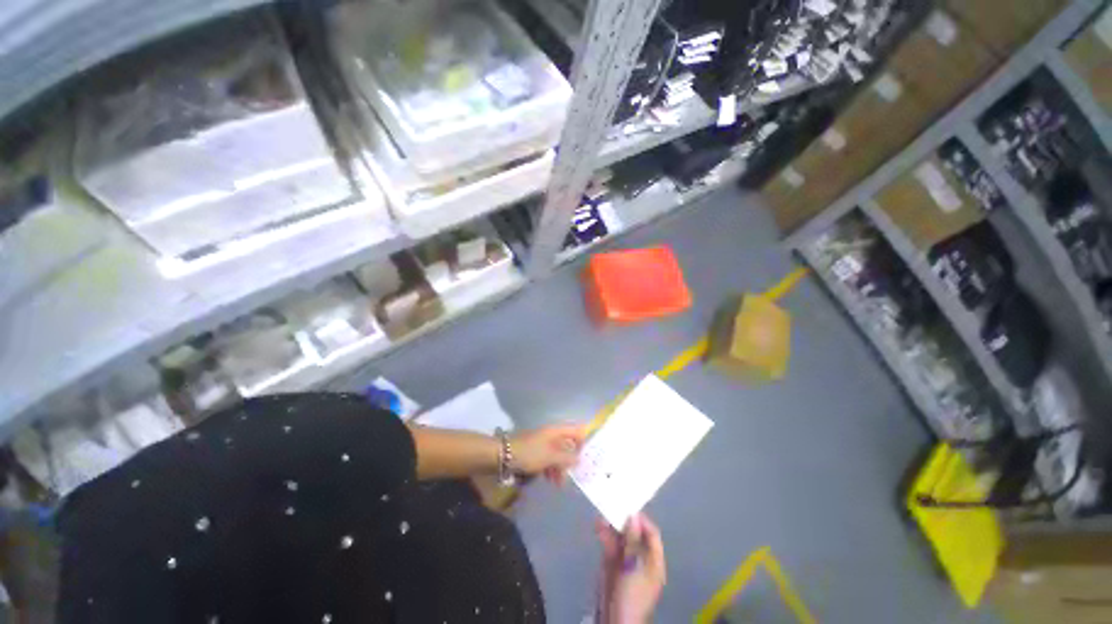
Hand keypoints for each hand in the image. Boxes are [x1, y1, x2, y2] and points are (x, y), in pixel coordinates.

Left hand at [510, 424, 587, 484]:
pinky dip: (551, 469)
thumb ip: (567, 458)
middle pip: (568, 444)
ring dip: (561, 468)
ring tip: (559, 483)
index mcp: (556, 431)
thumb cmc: (530, 453)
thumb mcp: (550, 456)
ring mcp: (543, 443)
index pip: (576, 431)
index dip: (584, 442)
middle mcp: (551, 435)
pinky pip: (549, 459)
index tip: (587, 458)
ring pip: (558, 454)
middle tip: (574, 476)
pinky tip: (550, 480)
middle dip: (571, 460)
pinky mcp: (536, 452)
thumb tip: (580, 459)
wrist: (503, 455)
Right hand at [596, 514, 665, 623]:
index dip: (642, 521)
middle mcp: (640, 557)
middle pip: (634, 533)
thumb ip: (633, 542)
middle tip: (613, 504)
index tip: (629, 508)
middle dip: (624, 520)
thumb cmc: (631, 594)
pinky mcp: (611, 563)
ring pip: (620, 537)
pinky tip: (598, 525)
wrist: (614, 620)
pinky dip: (605, 533)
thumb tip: (633, 516)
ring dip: (612, 525)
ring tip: (603, 513)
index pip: (651, 535)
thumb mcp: (634, 567)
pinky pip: (610, 544)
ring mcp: (625, 560)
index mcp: (653, 561)